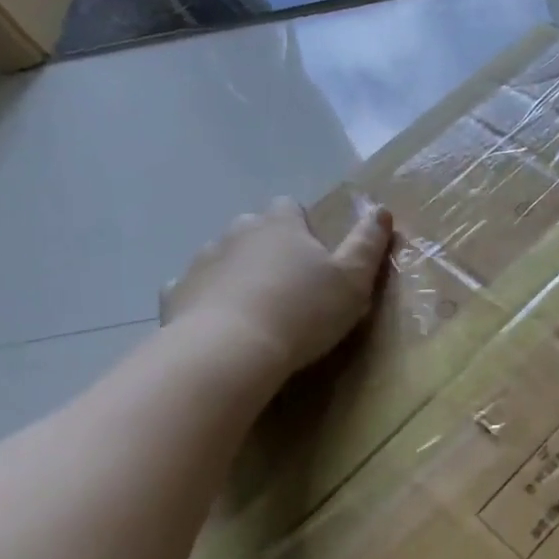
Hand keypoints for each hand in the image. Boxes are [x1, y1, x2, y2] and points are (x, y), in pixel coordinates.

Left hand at [161, 197, 392, 374]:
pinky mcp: (176, 294)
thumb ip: (368, 243)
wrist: (230, 351)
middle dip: (269, 248)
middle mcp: (237, 232)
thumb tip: (381, 210)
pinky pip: (195, 289)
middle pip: (254, 229)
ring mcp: (202, 261)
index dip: (303, 226)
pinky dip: (209, 299)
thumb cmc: (303, 311)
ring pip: (224, 257)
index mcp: (281, 226)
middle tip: (290, 285)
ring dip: (239, 273)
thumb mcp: (353, 280)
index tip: (316, 255)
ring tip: (258, 309)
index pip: (290, 207)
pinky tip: (223, 324)